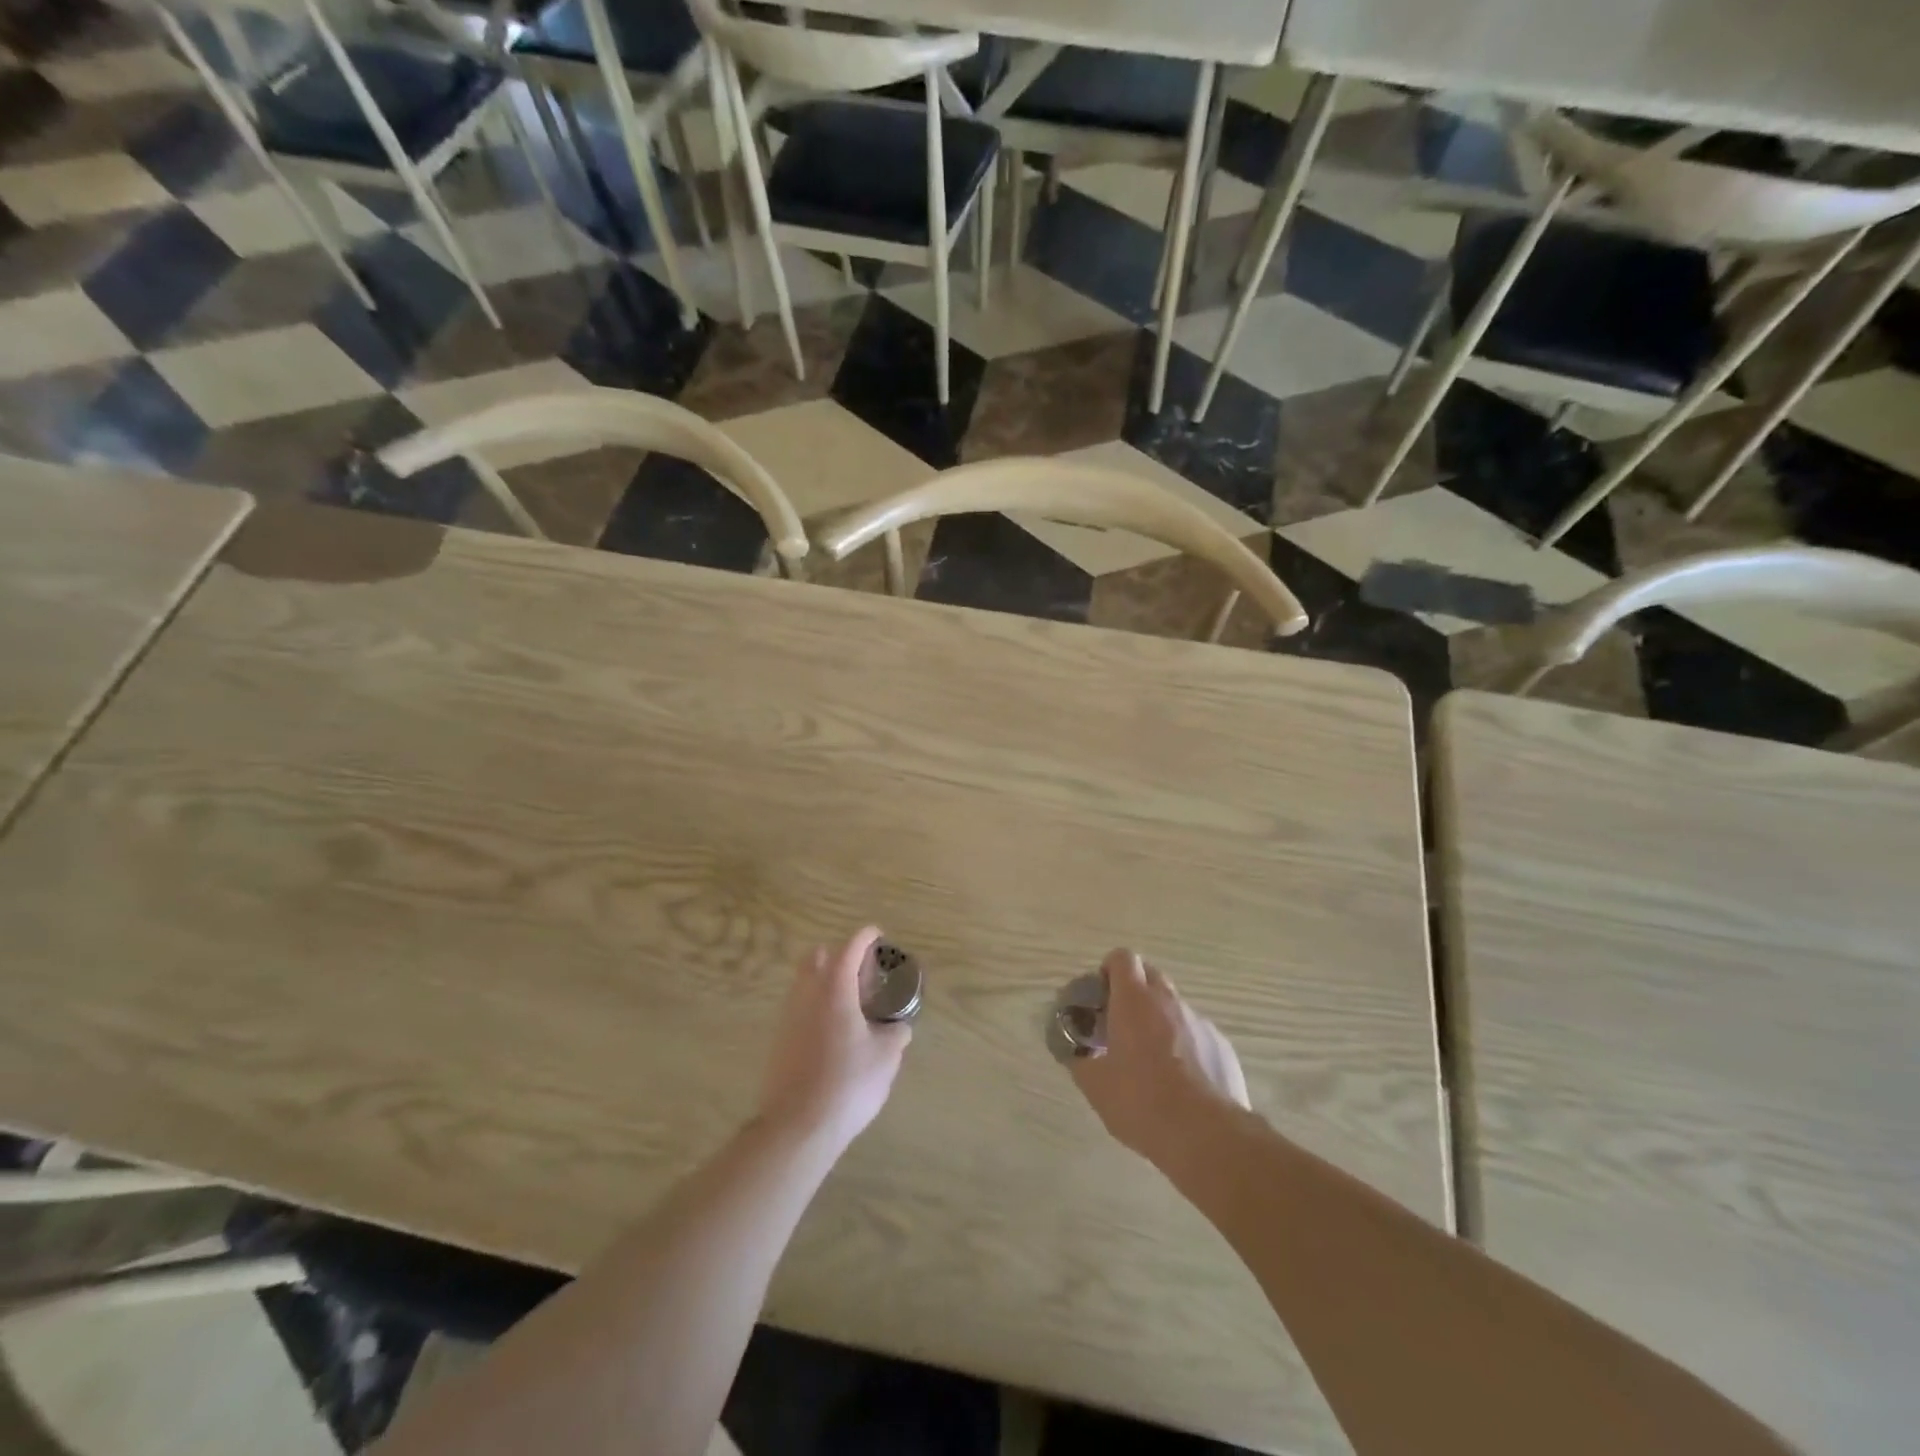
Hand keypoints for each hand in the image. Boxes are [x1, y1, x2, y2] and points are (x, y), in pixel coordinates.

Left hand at [757, 927, 911, 1152]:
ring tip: (851, 1005)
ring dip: (825, 982)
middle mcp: (806, 994)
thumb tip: (897, 1027)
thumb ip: (895, 1033)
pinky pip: (799, 1009)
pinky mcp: (778, 1041)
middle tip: (861, 974)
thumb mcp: (886, 1057)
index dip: (865, 937)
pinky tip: (834, 1034)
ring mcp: (788, 1017)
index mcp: (834, 989)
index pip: (850, 948)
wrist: (797, 1126)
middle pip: (818, 958)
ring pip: (805, 984)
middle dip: (838, 956)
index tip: (878, 936)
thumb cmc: (848, 1082)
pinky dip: (816, 1008)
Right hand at [1071, 948, 1249, 1164]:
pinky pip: (1196, 1032)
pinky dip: (1184, 1044)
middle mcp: (1169, 1001)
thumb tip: (1075, 1053)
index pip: (1122, 958)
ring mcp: (1200, 1022)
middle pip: (1150, 975)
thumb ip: (1080, 1060)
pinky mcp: (1222, 1046)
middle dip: (1134, 991)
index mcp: (1134, 1001)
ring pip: (1174, 1006)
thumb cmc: (1142, 1103)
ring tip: (1152, 1059)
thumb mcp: (1096, 1086)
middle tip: (1120, 1024)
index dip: (1109, 970)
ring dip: (1159, 1019)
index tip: (1101, 996)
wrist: (1206, 1136)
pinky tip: (1181, 1080)